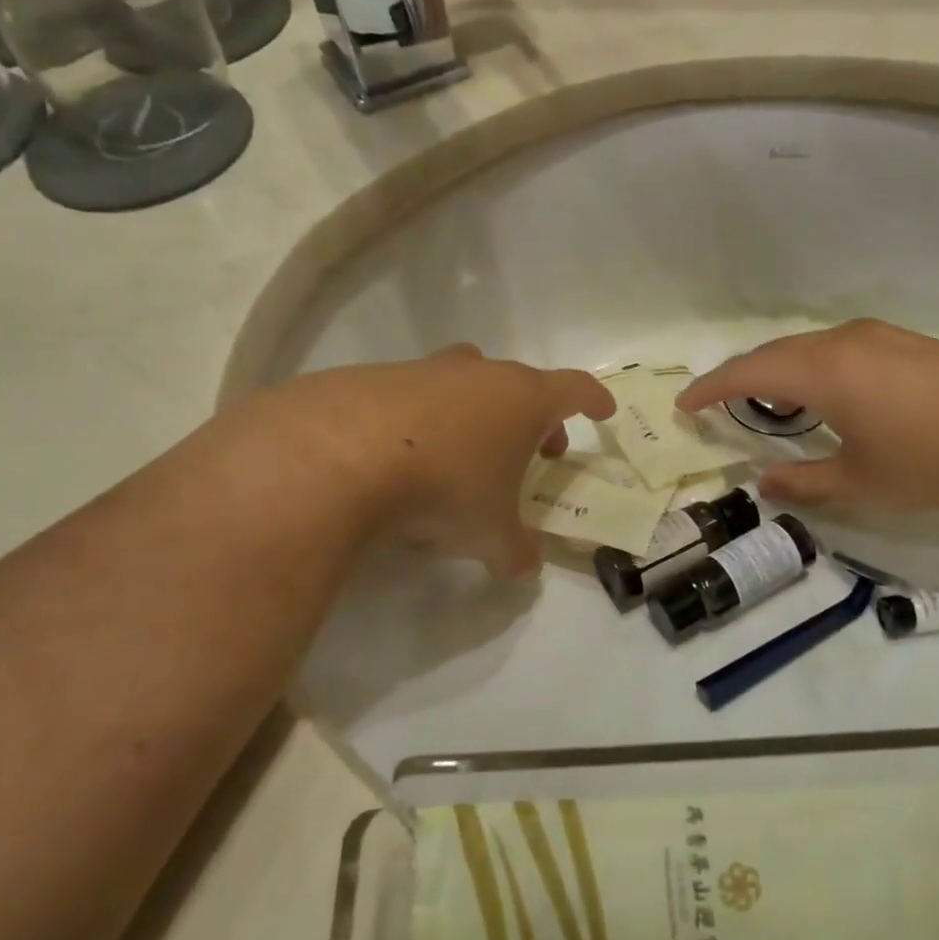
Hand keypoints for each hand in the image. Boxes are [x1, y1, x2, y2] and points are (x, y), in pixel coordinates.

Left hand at [239, 345, 615, 576]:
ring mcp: (423, 371)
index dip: (593, 400)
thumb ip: (515, 552)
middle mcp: (477, 375)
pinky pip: (412, 397)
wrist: (336, 457)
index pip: (574, 389)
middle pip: (520, 384)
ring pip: (465, 384)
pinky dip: (422, 421)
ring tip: (465, 457)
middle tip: (533, 451)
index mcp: (522, 400)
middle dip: (533, 416)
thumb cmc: (443, 489)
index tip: (602, 412)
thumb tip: (524, 568)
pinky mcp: (371, 379)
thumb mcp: (490, 534)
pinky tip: (404, 458)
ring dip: (477, 415)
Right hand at [677, 320, 938, 510]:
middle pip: (773, 354)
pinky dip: (810, 370)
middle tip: (716, 406)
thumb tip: (764, 482)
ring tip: (766, 407)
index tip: (683, 406)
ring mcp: (877, 336)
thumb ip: (803, 483)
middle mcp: (841, 341)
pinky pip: (836, 350)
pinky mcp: (904, 342)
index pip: (747, 373)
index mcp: (821, 371)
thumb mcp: (861, 483)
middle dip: (739, 379)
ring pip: (806, 349)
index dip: (710, 389)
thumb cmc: (934, 458)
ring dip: (777, 374)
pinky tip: (823, 397)